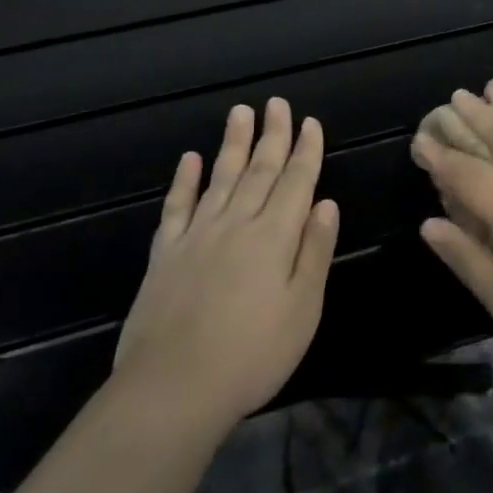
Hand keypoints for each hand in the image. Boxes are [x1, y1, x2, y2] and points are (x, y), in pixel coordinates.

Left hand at [115, 99, 339, 429]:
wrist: (173, 389)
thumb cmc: (252, 354)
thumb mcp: (303, 309)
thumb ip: (314, 252)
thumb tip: (326, 203)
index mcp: (274, 236)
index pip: (296, 182)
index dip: (305, 151)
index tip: (310, 122)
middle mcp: (237, 224)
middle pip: (259, 170)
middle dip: (272, 135)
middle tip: (277, 103)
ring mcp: (197, 236)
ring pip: (220, 178)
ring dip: (233, 144)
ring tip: (240, 112)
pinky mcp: (166, 254)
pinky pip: (177, 207)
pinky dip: (184, 181)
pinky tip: (189, 160)